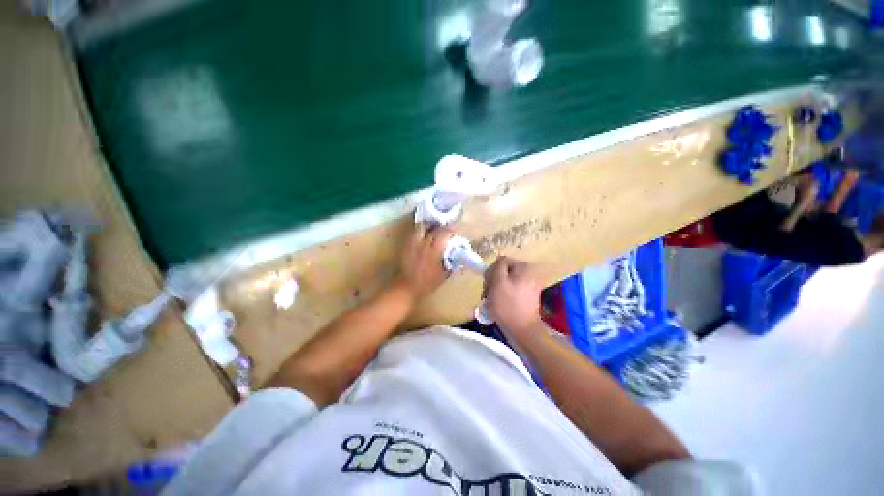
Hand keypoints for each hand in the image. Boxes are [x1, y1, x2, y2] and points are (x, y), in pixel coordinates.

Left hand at [394, 224, 453, 302]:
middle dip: (439, 225)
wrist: (406, 288)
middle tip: (444, 227)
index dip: (450, 229)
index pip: (444, 232)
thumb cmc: (427, 284)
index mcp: (435, 249)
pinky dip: (420, 231)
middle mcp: (424, 243)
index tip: (454, 230)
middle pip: (432, 226)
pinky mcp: (405, 245)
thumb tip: (457, 254)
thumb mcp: (444, 274)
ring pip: (421, 226)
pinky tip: (424, 236)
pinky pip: (414, 233)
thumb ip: (451, 262)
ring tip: (433, 228)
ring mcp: (413, 243)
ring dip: (428, 225)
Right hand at [483, 256, 543, 338]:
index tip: (487, 285)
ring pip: (506, 282)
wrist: (523, 331)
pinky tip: (498, 306)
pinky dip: (503, 296)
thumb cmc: (508, 305)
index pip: (501, 262)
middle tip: (487, 295)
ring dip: (496, 290)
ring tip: (491, 302)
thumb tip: (499, 260)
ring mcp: (529, 286)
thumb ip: (497, 267)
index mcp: (524, 267)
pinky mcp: (527, 297)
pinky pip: (511, 291)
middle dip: (493, 282)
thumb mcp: (498, 282)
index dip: (491, 272)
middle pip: (504, 272)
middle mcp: (529, 274)